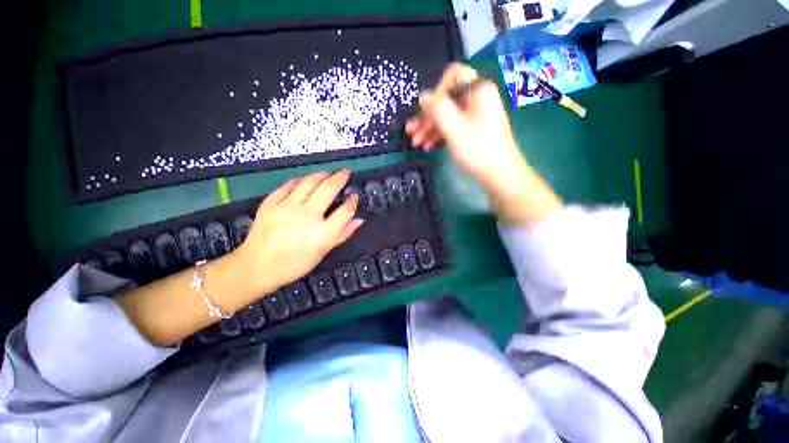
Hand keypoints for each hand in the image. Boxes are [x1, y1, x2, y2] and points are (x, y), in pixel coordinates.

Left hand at [236, 170, 363, 292]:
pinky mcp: (271, 203)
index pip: (345, 211)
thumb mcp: (323, 252)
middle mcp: (307, 216)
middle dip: (340, 178)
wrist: (257, 266)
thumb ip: (343, 234)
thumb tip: (359, 219)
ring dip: (321, 175)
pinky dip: (301, 180)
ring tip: (328, 173)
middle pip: (328, 189)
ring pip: (309, 182)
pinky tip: (305, 180)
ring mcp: (287, 207)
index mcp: (322, 233)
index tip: (355, 196)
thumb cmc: (295, 263)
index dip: (352, 201)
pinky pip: (289, 185)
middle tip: (345, 172)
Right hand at [406, 63, 561, 225]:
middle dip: (427, 116)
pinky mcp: (474, 130)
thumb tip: (423, 96)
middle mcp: (477, 98)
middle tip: (411, 133)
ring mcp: (476, 116)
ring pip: (448, 115)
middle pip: (447, 99)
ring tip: (416, 143)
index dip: (436, 92)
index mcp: (477, 90)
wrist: (500, 175)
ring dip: (430, 128)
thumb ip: (437, 109)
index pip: (452, 76)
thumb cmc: (478, 150)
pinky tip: (429, 146)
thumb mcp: (454, 128)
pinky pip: (453, 126)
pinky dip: (440, 135)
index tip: (426, 112)